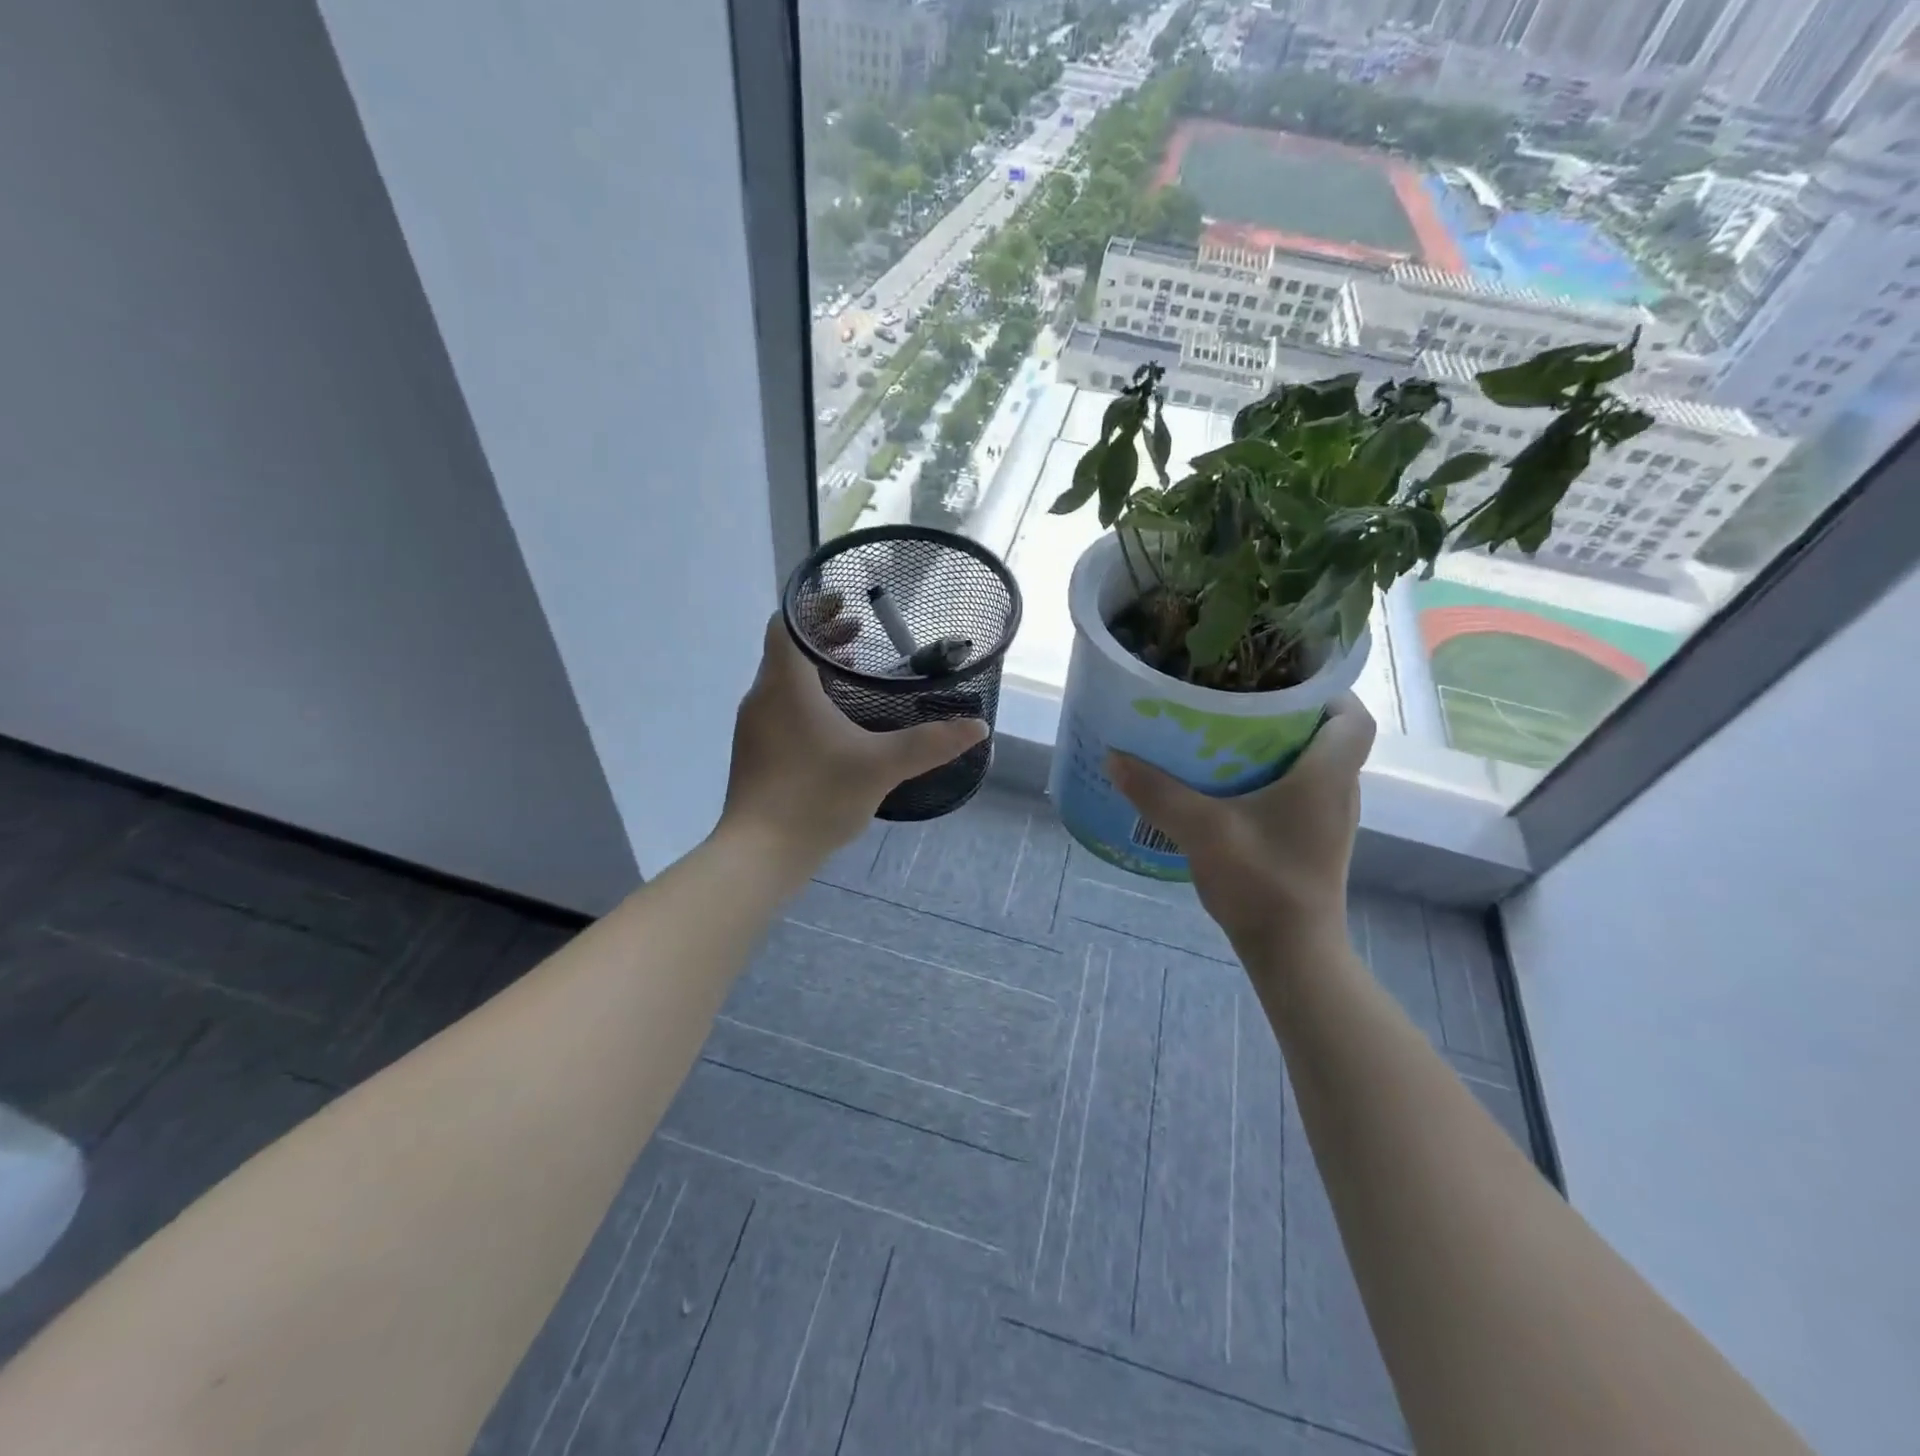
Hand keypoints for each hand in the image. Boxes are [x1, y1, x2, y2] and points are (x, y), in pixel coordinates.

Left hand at [721, 603, 986, 874]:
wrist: (760, 853)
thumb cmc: (816, 795)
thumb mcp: (881, 766)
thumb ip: (929, 743)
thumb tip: (978, 727)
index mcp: (785, 685)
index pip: (787, 624)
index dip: (814, 607)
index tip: (845, 603)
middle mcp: (762, 697)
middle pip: (786, 650)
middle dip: (822, 637)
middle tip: (861, 633)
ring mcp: (752, 727)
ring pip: (782, 680)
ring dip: (814, 669)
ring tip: (851, 672)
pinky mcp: (753, 753)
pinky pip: (778, 708)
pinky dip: (804, 698)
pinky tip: (834, 724)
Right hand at [1106, 694, 1375, 966]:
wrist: (1292, 953)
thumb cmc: (1262, 882)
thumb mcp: (1203, 831)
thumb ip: (1158, 792)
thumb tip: (1114, 756)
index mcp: (1327, 776)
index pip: (1353, 716)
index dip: (1327, 691)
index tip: (1282, 679)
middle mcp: (1339, 792)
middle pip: (1328, 737)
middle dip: (1288, 714)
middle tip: (1238, 701)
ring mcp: (1329, 821)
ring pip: (1312, 766)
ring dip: (1277, 748)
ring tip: (1227, 736)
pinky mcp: (1314, 842)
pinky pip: (1300, 793)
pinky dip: (1271, 780)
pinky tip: (1229, 787)